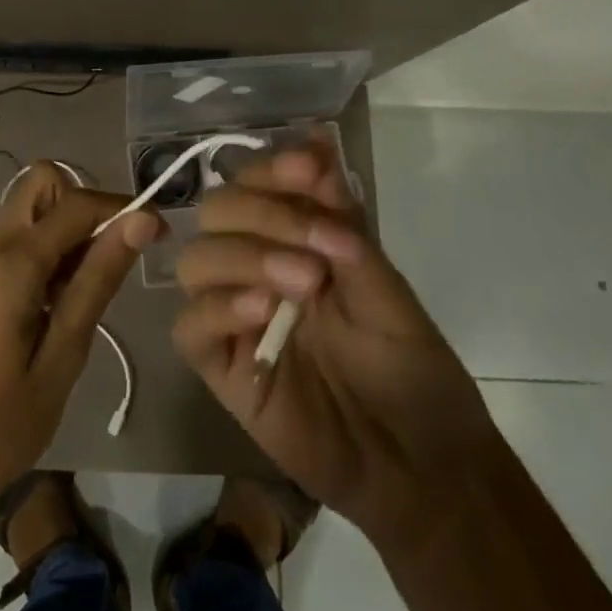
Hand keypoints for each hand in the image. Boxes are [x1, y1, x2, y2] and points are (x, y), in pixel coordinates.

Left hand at [0, 164, 162, 515]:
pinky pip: (17, 236)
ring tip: (84, 291)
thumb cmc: (2, 423)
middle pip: (43, 183)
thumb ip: (98, 279)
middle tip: (109, 259)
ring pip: (30, 207)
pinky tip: (57, 301)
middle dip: (84, 205)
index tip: (159, 233)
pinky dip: (46, 247)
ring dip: (66, 228)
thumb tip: (141, 220)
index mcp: (12, 261)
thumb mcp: (64, 354)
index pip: (77, 203)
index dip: (123, 208)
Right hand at [172, 143, 493, 544]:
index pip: (257, 182)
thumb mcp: (386, 289)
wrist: (421, 467)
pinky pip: (190, 326)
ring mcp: (233, 314)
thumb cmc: (412, 369)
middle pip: (217, 211)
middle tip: (321, 246)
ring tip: (302, 283)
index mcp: (294, 238)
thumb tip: (319, 144)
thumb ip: (344, 224)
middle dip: (263, 214)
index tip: (310, 169)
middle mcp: (255, 265)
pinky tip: (260, 312)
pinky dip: (218, 307)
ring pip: (195, 260)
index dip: (274, 168)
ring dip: (243, 256)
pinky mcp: (221, 366)